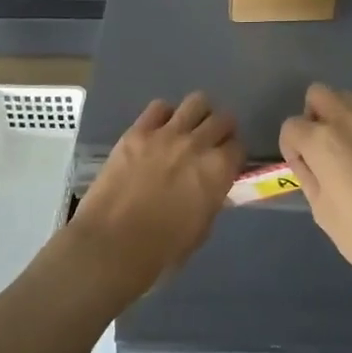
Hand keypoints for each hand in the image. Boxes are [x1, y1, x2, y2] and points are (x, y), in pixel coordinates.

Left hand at [70, 92, 241, 299]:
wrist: (112, 245)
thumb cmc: (162, 250)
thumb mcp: (201, 229)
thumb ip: (211, 198)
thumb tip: (211, 186)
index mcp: (218, 171)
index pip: (238, 146)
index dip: (233, 155)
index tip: (226, 162)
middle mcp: (198, 144)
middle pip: (222, 119)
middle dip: (221, 130)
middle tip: (210, 143)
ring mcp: (167, 134)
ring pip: (196, 102)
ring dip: (198, 115)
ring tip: (188, 128)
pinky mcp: (138, 131)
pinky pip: (159, 107)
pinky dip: (163, 116)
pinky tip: (158, 130)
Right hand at [279, 84, 351, 300]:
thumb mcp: (323, 212)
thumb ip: (309, 176)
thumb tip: (305, 161)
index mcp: (323, 141)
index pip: (291, 126)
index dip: (291, 148)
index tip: (302, 168)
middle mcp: (350, 122)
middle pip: (320, 95)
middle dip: (314, 116)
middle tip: (322, 150)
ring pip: (351, 104)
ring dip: (343, 123)